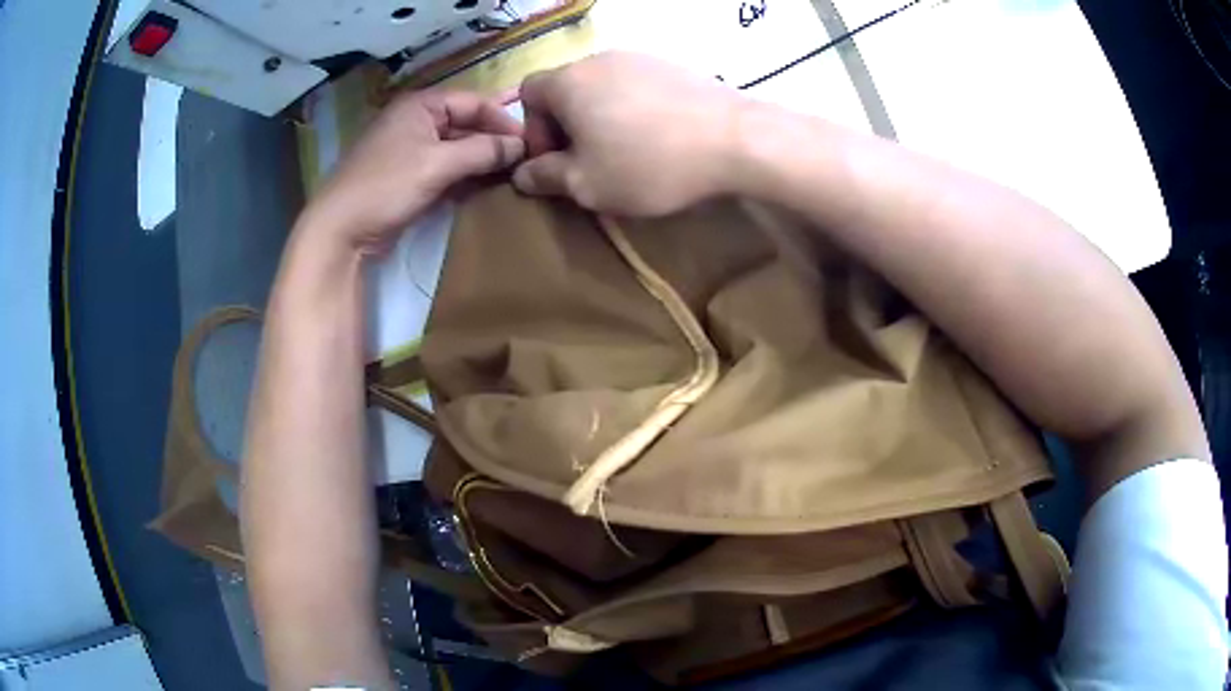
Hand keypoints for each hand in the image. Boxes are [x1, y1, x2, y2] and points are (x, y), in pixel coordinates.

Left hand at [301, 90, 525, 250]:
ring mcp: (411, 151)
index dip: (503, 120)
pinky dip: (465, 178)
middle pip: (467, 125)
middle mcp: (417, 122)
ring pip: (458, 149)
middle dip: (494, 142)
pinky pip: (446, 170)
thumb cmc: (386, 186)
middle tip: (527, 162)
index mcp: (420, 105)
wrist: (340, 231)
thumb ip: (483, 151)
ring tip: (513, 177)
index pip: (474, 102)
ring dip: (482, 162)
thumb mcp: (438, 164)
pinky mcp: (409, 178)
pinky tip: (487, 190)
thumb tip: (521, 146)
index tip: (532, 143)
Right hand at [513, 52, 745, 216]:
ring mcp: (639, 57)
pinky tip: (659, 137)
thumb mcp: (587, 184)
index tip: (557, 161)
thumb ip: (546, 178)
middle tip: (589, 162)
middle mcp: (598, 59)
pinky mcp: (672, 65)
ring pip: (602, 88)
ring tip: (626, 151)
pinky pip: (636, 86)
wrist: (735, 139)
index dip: (533, 130)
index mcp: (568, 81)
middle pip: (566, 89)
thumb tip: (523, 174)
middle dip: (567, 126)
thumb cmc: (649, 163)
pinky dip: (633, 109)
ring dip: (601, 118)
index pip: (528, 94)